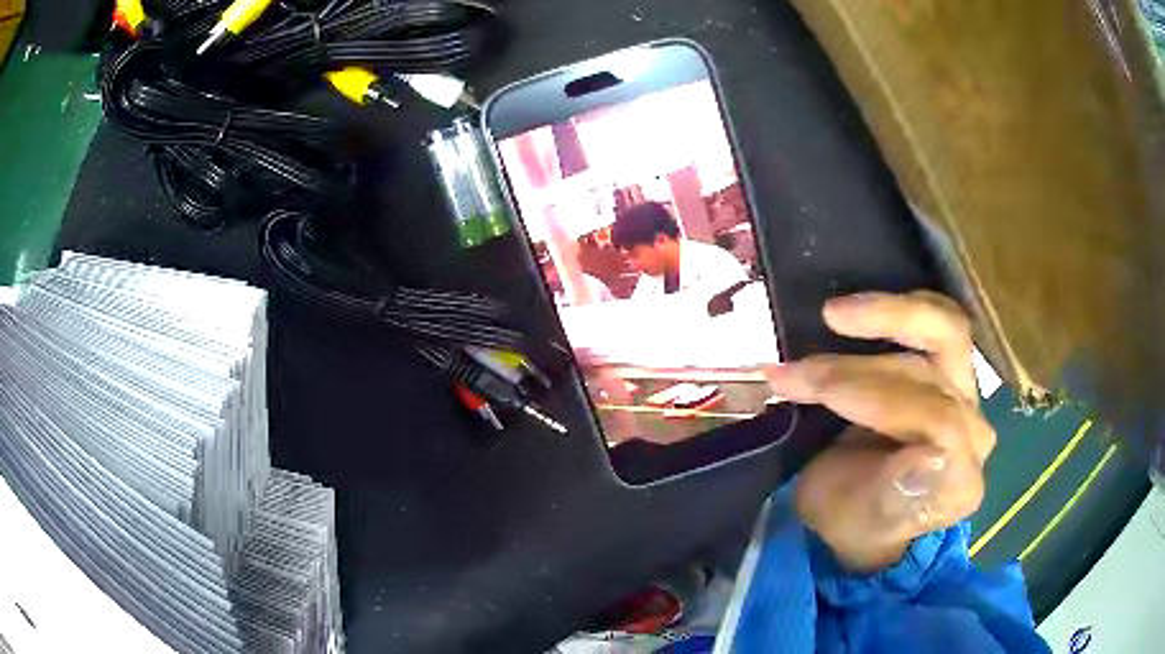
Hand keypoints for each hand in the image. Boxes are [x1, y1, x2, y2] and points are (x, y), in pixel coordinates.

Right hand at [766, 291, 995, 571]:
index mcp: (960, 484)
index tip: (811, 389)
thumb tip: (933, 456)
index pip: (936, 421)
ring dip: (884, 319)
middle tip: (801, 368)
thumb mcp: (859, 520)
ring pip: (942, 335)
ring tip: (831, 315)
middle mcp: (976, 436)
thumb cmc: (854, 521)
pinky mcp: (955, 371)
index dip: (873, 397)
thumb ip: (895, 495)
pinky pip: (941, 323)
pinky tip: (862, 310)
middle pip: (933, 376)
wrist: (860, 511)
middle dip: (861, 368)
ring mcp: (969, 397)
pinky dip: (901, 310)